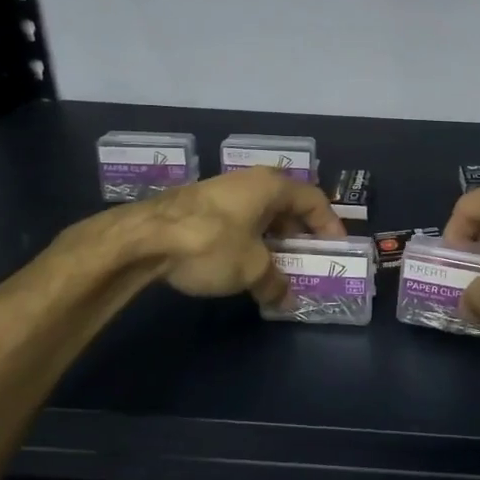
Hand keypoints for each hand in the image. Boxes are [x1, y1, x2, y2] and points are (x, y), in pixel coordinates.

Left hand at [136, 168, 346, 306]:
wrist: (143, 238)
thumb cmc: (211, 244)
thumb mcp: (251, 268)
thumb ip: (274, 283)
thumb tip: (286, 298)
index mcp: (271, 186)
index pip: (313, 200)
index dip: (329, 224)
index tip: (336, 249)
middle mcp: (249, 181)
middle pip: (286, 205)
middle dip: (299, 234)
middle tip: (307, 260)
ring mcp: (221, 191)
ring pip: (259, 214)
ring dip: (272, 240)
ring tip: (276, 268)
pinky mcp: (198, 206)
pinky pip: (237, 221)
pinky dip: (248, 240)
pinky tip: (242, 264)